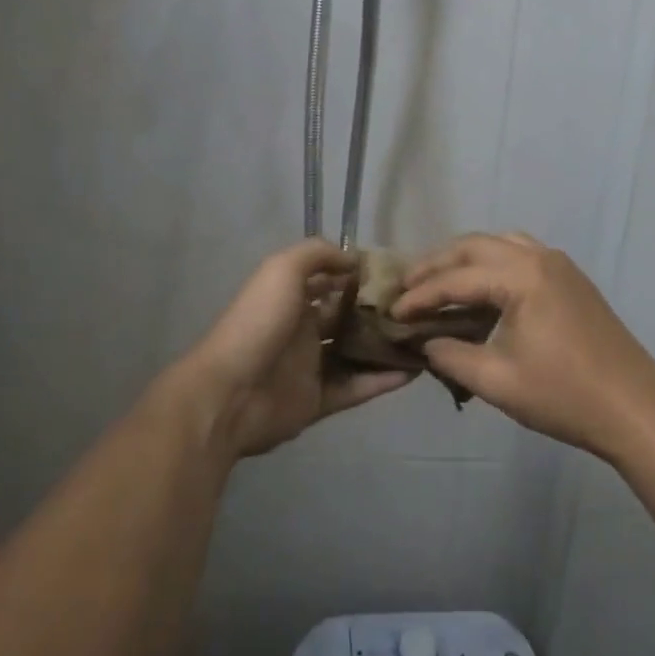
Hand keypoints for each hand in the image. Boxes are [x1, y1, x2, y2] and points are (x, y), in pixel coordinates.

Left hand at [177, 238, 413, 458]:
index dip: (360, 275)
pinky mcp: (318, 400)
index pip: (331, 281)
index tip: (397, 273)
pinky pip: (356, 388)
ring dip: (385, 346)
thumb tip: (354, 259)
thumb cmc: (258, 323)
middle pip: (347, 317)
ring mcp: (310, 366)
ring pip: (356, 353)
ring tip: (424, 338)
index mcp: (291, 298)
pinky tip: (414, 371)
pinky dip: (382, 381)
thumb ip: (318, 255)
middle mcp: (302, 329)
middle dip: (378, 311)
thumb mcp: (282, 269)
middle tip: (418, 307)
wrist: (230, 392)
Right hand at [393, 233, 654, 457]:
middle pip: (474, 246)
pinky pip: (521, 254)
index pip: (456, 278)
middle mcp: (539, 257)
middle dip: (436, 264)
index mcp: (521, 276)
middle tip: (406, 286)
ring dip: (465, 258)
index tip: (392, 312)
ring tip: (439, 282)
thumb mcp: (496, 381)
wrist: (635, 408)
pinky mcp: (571, 279)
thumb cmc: (564, 395)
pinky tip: (481, 289)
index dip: (419, 296)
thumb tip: (424, 342)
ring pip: (499, 244)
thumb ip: (450, 356)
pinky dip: (492, 263)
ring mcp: (559, 264)